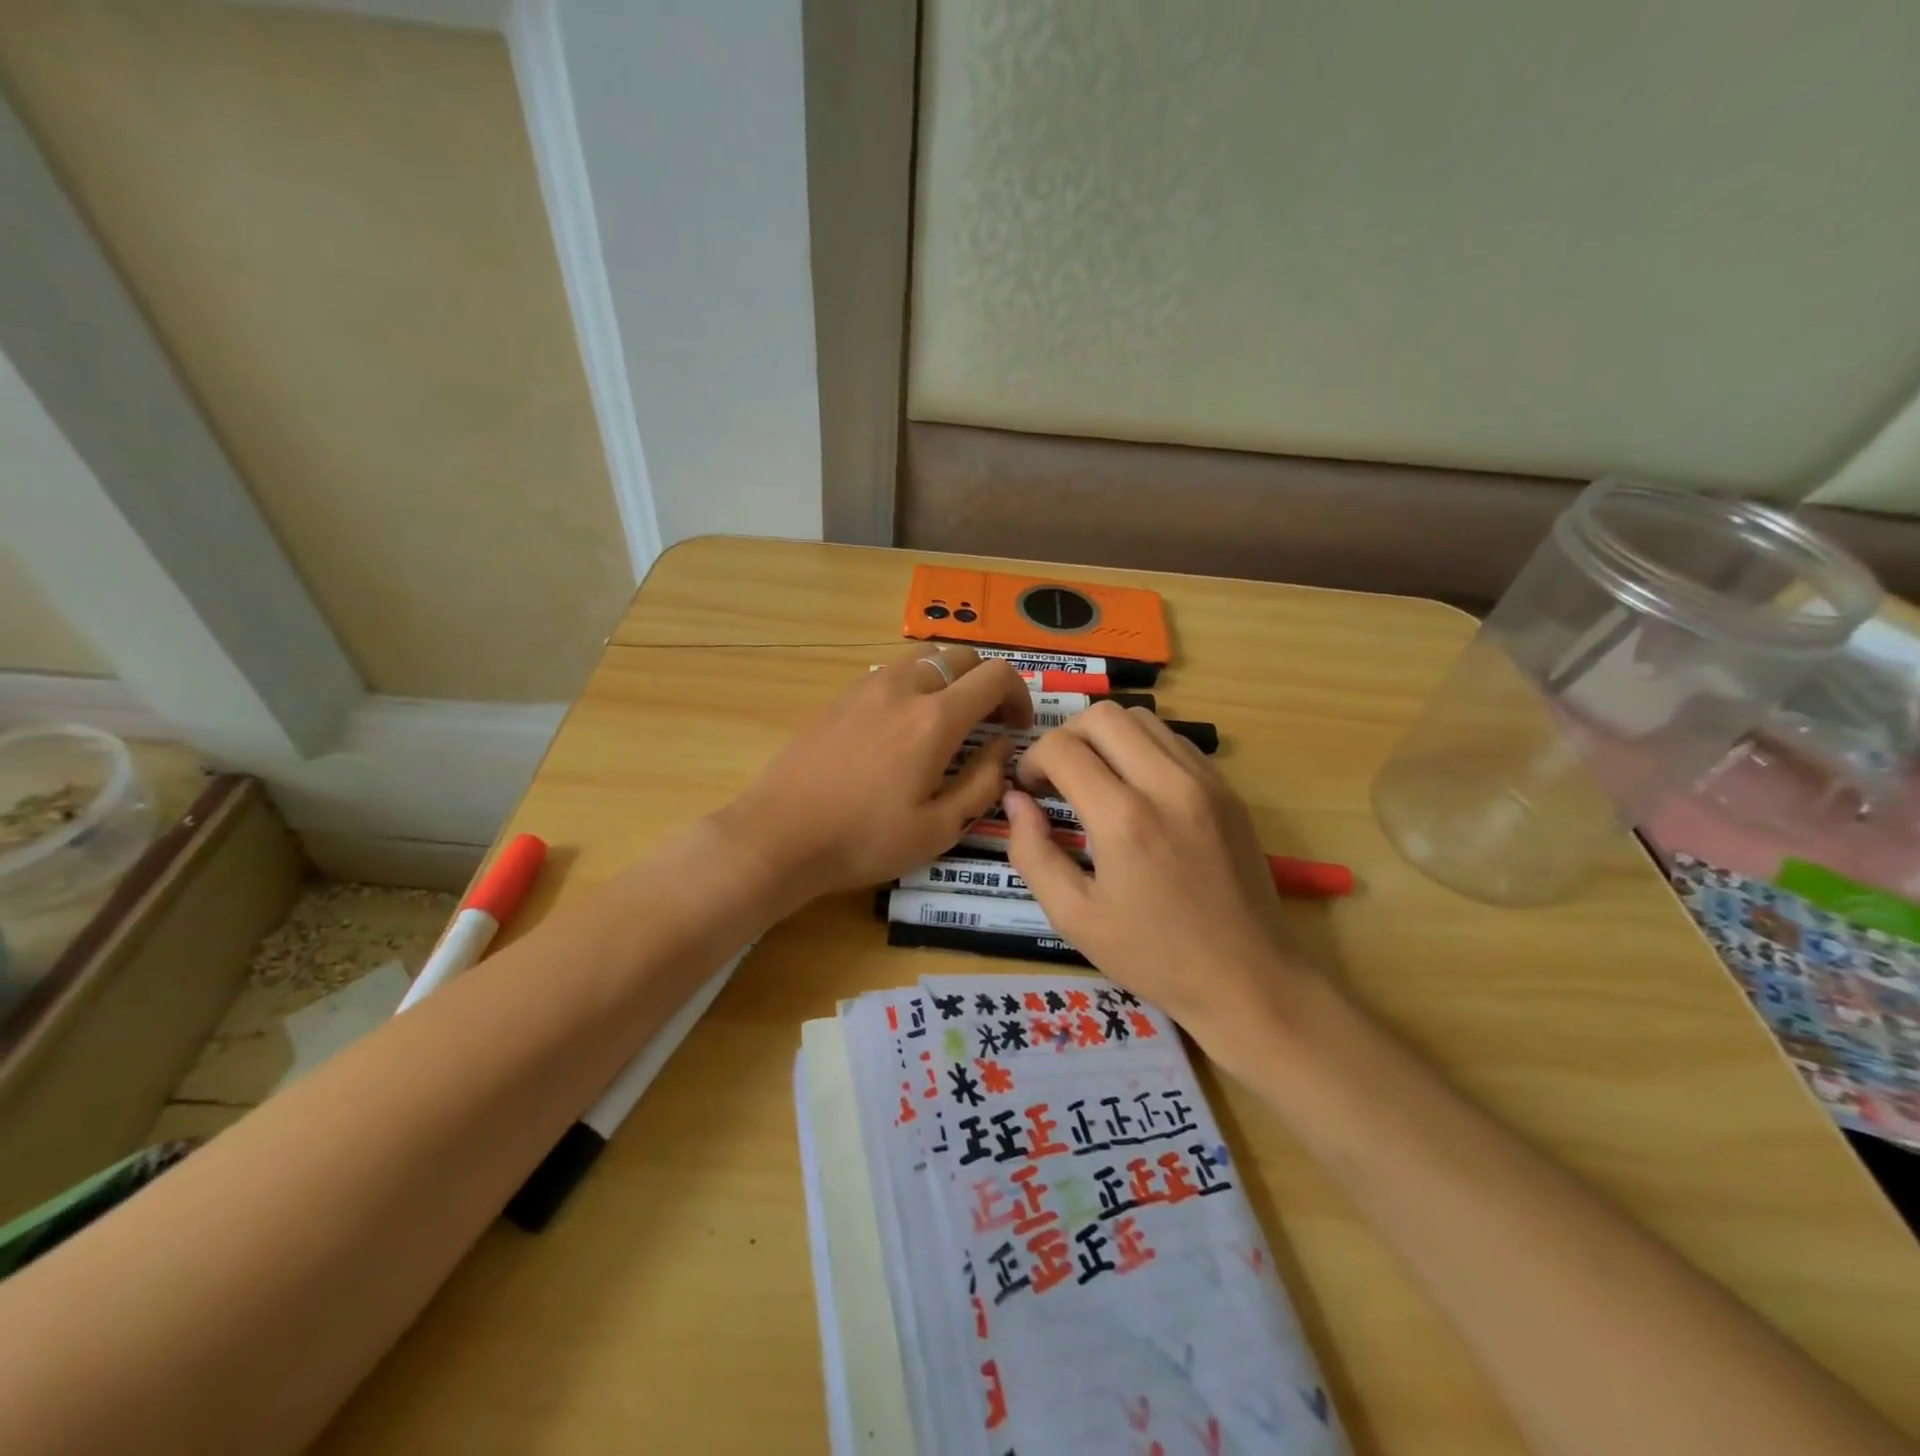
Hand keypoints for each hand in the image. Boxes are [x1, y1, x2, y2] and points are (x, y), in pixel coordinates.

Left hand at [721, 646, 1031, 901]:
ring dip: (949, 678)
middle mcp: (903, 688)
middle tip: (986, 722)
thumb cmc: (864, 840)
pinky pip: (891, 671)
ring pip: (924, 657)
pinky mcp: (840, 696)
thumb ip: (982, 783)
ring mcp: (866, 686)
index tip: (1015, 727)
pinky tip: (901, 725)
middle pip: (961, 656)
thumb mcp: (938, 828)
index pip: (995, 676)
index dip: (1019, 695)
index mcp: (935, 719)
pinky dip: (914, 684)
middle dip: (986, 682)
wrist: (779, 835)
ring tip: (946, 719)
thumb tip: (1002, 747)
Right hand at [1005, 703, 1308, 1065]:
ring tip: (1096, 779)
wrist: (1249, 978)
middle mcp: (1167, 784)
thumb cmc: (1154, 956)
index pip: (1061, 749)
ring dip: (1106, 738)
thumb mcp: (1074, 917)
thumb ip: (1032, 852)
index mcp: (1124, 819)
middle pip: (1103, 716)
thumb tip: (1015, 801)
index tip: (1030, 791)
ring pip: (1142, 718)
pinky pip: (1174, 740)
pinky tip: (1137, 789)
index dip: (1032, 761)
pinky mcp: (1227, 789)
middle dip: (1066, 737)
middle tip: (1058, 778)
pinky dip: (1143, 748)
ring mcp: (1205, 781)